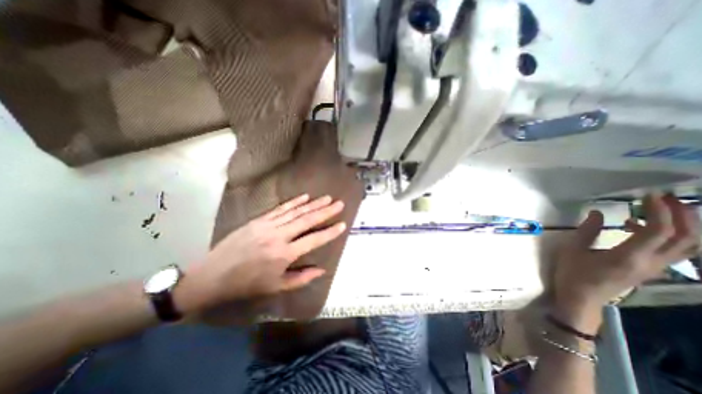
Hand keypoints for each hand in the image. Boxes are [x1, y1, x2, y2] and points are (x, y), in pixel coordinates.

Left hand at [176, 194, 345, 314]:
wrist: (212, 276)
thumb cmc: (247, 285)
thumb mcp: (276, 287)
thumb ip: (301, 278)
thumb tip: (322, 270)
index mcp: (284, 254)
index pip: (313, 240)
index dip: (330, 232)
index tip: (342, 224)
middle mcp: (279, 236)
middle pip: (307, 220)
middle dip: (325, 211)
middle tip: (339, 203)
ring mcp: (268, 225)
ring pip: (296, 212)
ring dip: (313, 204)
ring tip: (326, 198)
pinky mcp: (259, 220)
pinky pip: (280, 209)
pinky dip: (294, 202)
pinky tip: (304, 196)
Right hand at [555, 193, 695, 331]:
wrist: (582, 298)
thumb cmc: (573, 273)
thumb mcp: (573, 250)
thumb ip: (587, 231)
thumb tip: (599, 213)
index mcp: (630, 257)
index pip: (659, 231)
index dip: (660, 210)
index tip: (648, 195)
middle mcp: (652, 262)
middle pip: (687, 238)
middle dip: (682, 214)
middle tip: (664, 197)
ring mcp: (655, 267)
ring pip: (688, 245)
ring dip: (684, 224)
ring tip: (663, 208)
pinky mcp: (650, 269)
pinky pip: (673, 249)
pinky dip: (669, 234)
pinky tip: (640, 226)